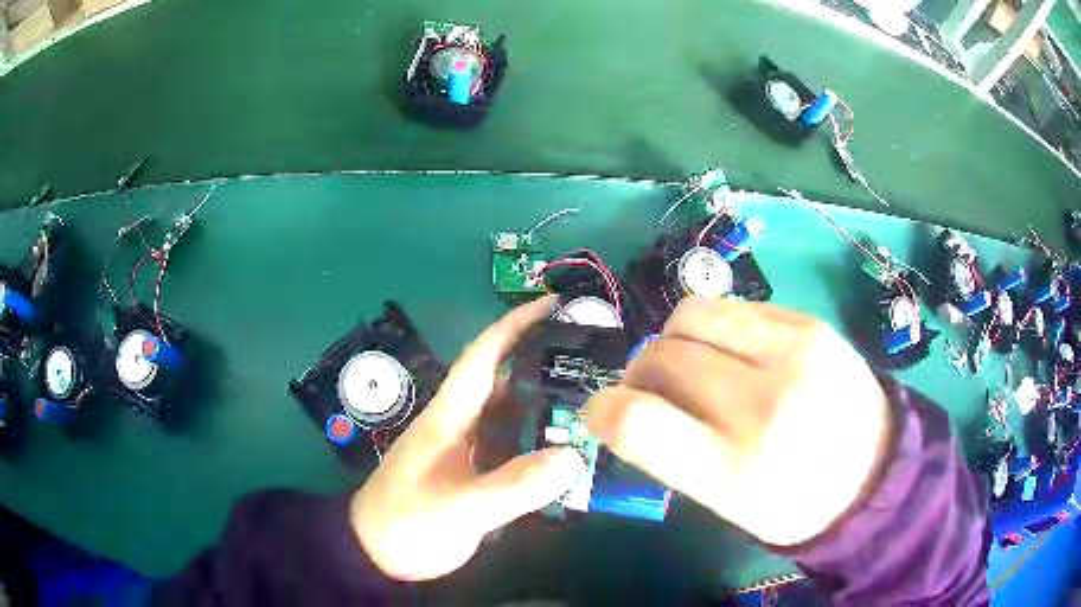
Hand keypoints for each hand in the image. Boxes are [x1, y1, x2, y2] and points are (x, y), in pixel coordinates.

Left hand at [351, 297, 585, 580]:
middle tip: (592, 355)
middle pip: (504, 380)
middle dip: (543, 360)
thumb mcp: (458, 508)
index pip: (484, 356)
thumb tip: (573, 455)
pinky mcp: (473, 472)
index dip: (516, 325)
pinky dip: (538, 440)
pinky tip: (567, 447)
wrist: (376, 554)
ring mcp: (467, 449)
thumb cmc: (407, 523)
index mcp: (450, 416)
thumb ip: (513, 486)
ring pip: (511, 415)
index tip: (554, 304)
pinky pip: (512, 446)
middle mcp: (460, 423)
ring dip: (545, 402)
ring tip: (593, 398)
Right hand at [585, 297, 889, 545]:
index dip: (602, 409)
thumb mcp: (726, 505)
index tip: (602, 411)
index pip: (637, 422)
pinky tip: (737, 355)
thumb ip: (670, 454)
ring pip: (689, 314)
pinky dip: (716, 330)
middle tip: (655, 394)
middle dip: (639, 375)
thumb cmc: (795, 502)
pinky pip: (733, 307)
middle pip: (659, 358)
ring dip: (674, 341)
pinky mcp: (809, 323)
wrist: (875, 472)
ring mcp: (793, 353)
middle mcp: (765, 406)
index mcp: (737, 472)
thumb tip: (625, 404)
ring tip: (695, 366)